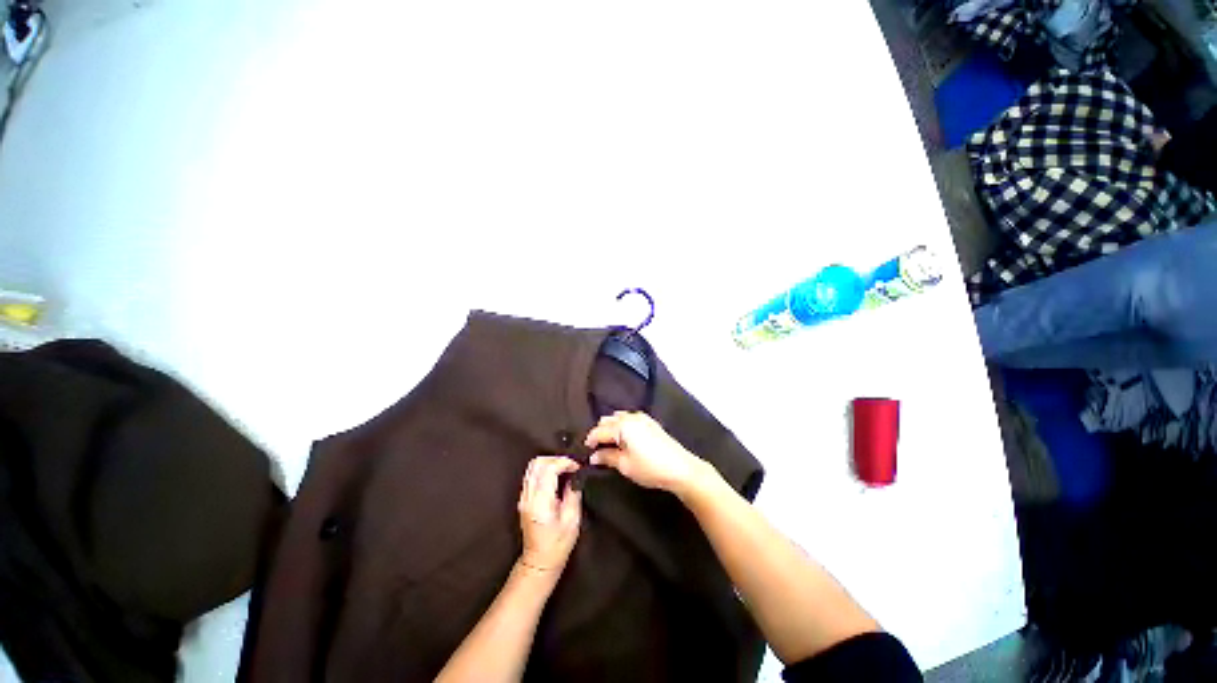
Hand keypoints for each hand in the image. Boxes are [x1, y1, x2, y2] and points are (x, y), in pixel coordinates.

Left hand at [517, 456, 581, 571]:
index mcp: (540, 502)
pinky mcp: (523, 499)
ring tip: (564, 470)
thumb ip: (573, 493)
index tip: (577, 467)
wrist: (539, 561)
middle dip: (556, 459)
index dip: (564, 462)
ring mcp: (523, 497)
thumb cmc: (558, 545)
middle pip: (538, 463)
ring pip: (532, 467)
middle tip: (571, 466)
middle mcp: (528, 497)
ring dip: (550, 463)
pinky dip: (544, 470)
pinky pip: (531, 475)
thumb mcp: (572, 519)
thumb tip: (575, 476)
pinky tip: (556, 477)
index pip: (549, 468)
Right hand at [584, 412, 704, 494]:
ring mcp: (642, 418)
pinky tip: (624, 439)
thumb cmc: (650, 468)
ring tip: (609, 445)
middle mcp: (630, 417)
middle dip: (600, 433)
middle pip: (607, 421)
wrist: (680, 468)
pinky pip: (629, 419)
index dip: (590, 441)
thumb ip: (607, 457)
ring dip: (611, 428)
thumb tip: (594, 456)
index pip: (599, 431)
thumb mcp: (625, 465)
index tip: (585, 452)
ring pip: (618, 418)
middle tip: (596, 450)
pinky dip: (622, 426)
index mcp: (622, 426)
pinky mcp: (650, 422)